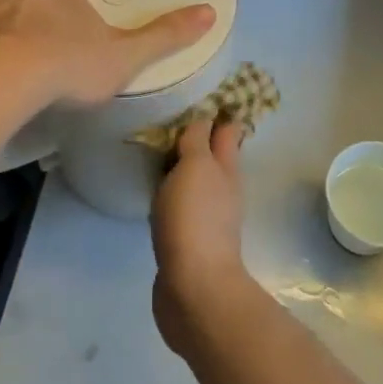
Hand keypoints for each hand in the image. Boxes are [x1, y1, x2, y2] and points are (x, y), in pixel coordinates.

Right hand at [150, 117, 248, 355]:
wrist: (194, 290)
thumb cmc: (194, 219)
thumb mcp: (195, 167)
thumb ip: (196, 140)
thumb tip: (203, 117)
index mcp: (226, 169)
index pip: (227, 131)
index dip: (218, 113)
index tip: (200, 93)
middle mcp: (222, 190)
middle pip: (214, 156)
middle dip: (199, 138)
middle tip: (171, 118)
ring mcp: (208, 218)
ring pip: (197, 181)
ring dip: (183, 166)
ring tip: (158, 150)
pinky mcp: (189, 241)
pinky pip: (181, 206)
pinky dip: (171, 194)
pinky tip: (155, 192)